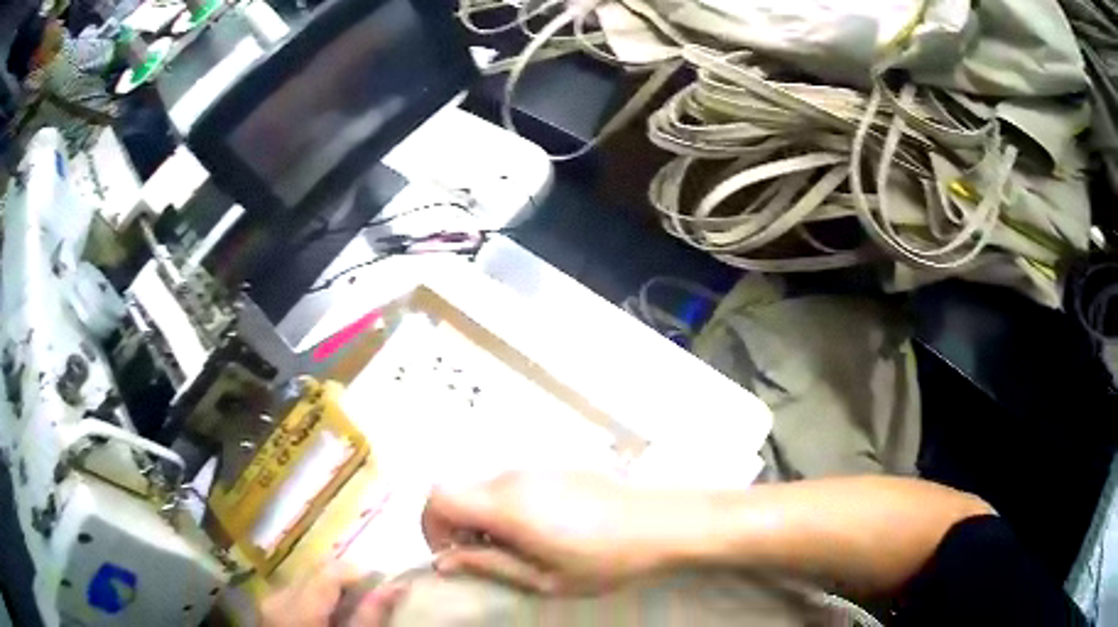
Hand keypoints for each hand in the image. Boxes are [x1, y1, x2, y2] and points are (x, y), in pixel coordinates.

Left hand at [260, 561, 405, 626]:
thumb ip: (370, 617)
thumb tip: (394, 586)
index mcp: (297, 607)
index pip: (329, 571)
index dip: (359, 572)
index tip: (384, 581)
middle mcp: (277, 596)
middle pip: (314, 570)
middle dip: (344, 576)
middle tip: (373, 591)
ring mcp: (269, 602)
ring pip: (305, 578)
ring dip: (330, 585)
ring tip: (354, 602)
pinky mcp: (268, 609)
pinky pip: (295, 590)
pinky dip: (315, 595)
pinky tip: (331, 611)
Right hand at [421, 472, 704, 594]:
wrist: (663, 522)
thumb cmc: (606, 559)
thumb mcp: (545, 577)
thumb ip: (489, 565)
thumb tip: (444, 562)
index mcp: (506, 505)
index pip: (438, 497)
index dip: (431, 526)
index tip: (452, 554)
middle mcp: (513, 477)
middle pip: (458, 490)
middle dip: (456, 525)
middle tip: (485, 558)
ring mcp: (535, 467)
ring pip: (483, 487)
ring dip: (482, 517)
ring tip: (518, 549)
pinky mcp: (554, 467)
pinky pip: (510, 484)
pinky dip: (505, 507)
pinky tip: (542, 530)